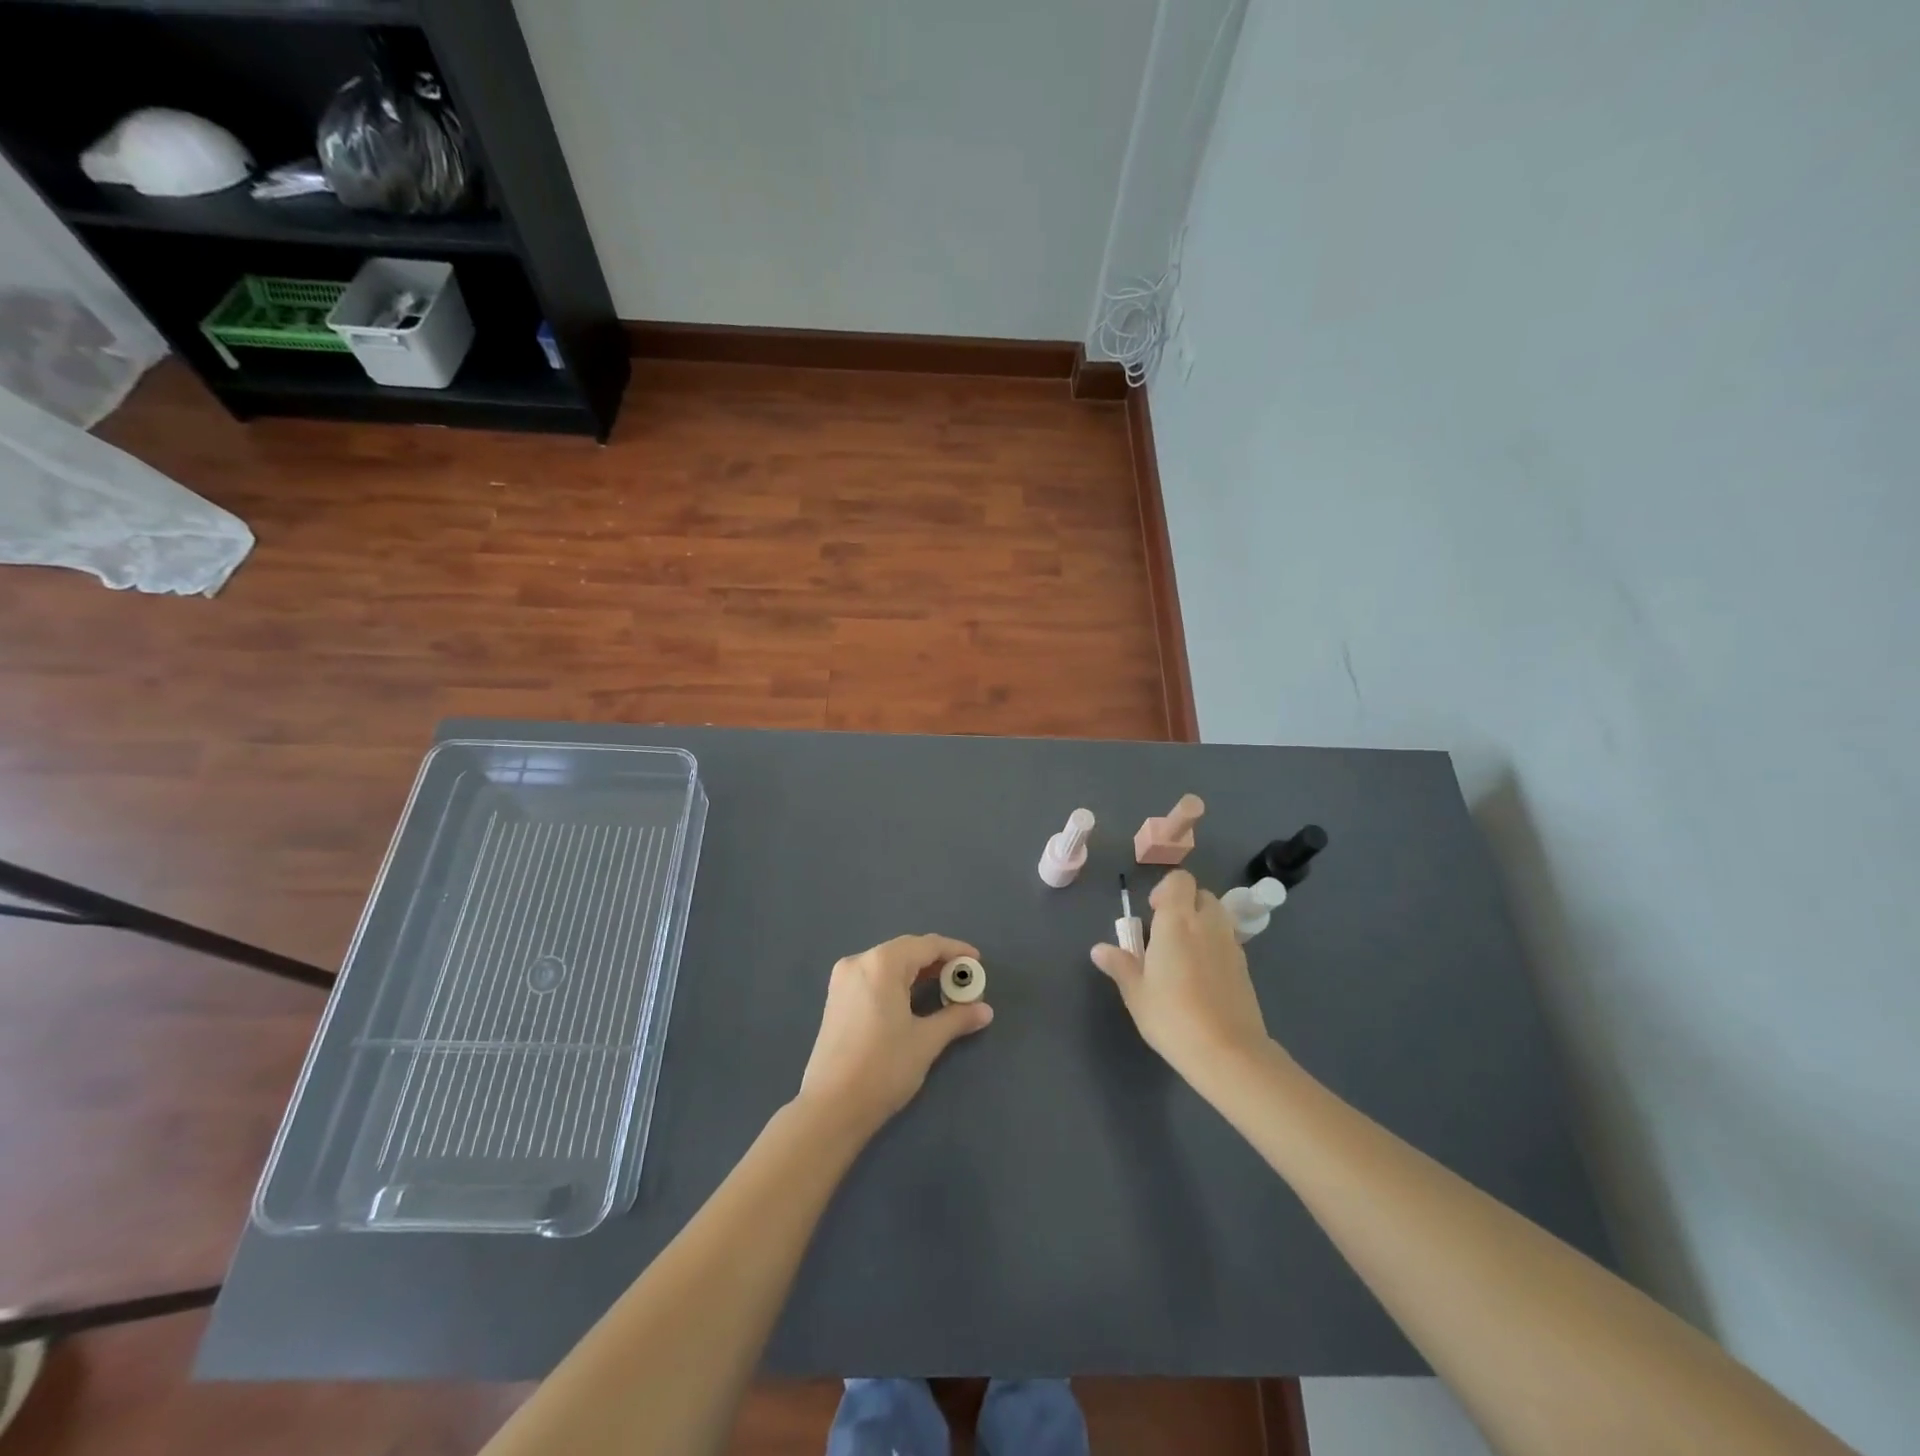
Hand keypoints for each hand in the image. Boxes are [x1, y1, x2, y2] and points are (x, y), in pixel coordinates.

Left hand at [797, 934, 993, 1138]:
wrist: (831, 1107)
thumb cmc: (883, 1068)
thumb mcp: (926, 1041)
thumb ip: (956, 1018)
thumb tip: (985, 1010)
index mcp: (882, 963)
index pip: (927, 945)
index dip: (955, 951)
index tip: (977, 962)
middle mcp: (859, 962)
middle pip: (906, 950)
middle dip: (937, 961)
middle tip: (963, 979)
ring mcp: (843, 979)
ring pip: (889, 963)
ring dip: (917, 971)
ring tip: (944, 988)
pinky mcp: (836, 998)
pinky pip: (874, 976)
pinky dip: (897, 981)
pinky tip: (913, 998)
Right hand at [1091, 870, 1275, 1083]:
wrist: (1228, 1052)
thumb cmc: (1173, 1016)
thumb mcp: (1136, 993)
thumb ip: (1120, 965)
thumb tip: (1099, 949)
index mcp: (1177, 921)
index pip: (1179, 880)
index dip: (1165, 889)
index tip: (1152, 913)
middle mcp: (1207, 924)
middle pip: (1201, 894)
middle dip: (1185, 904)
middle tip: (1166, 932)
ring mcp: (1231, 944)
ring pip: (1218, 915)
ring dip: (1201, 922)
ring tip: (1184, 953)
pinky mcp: (1245, 967)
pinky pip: (1227, 940)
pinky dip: (1214, 945)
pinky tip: (1201, 976)